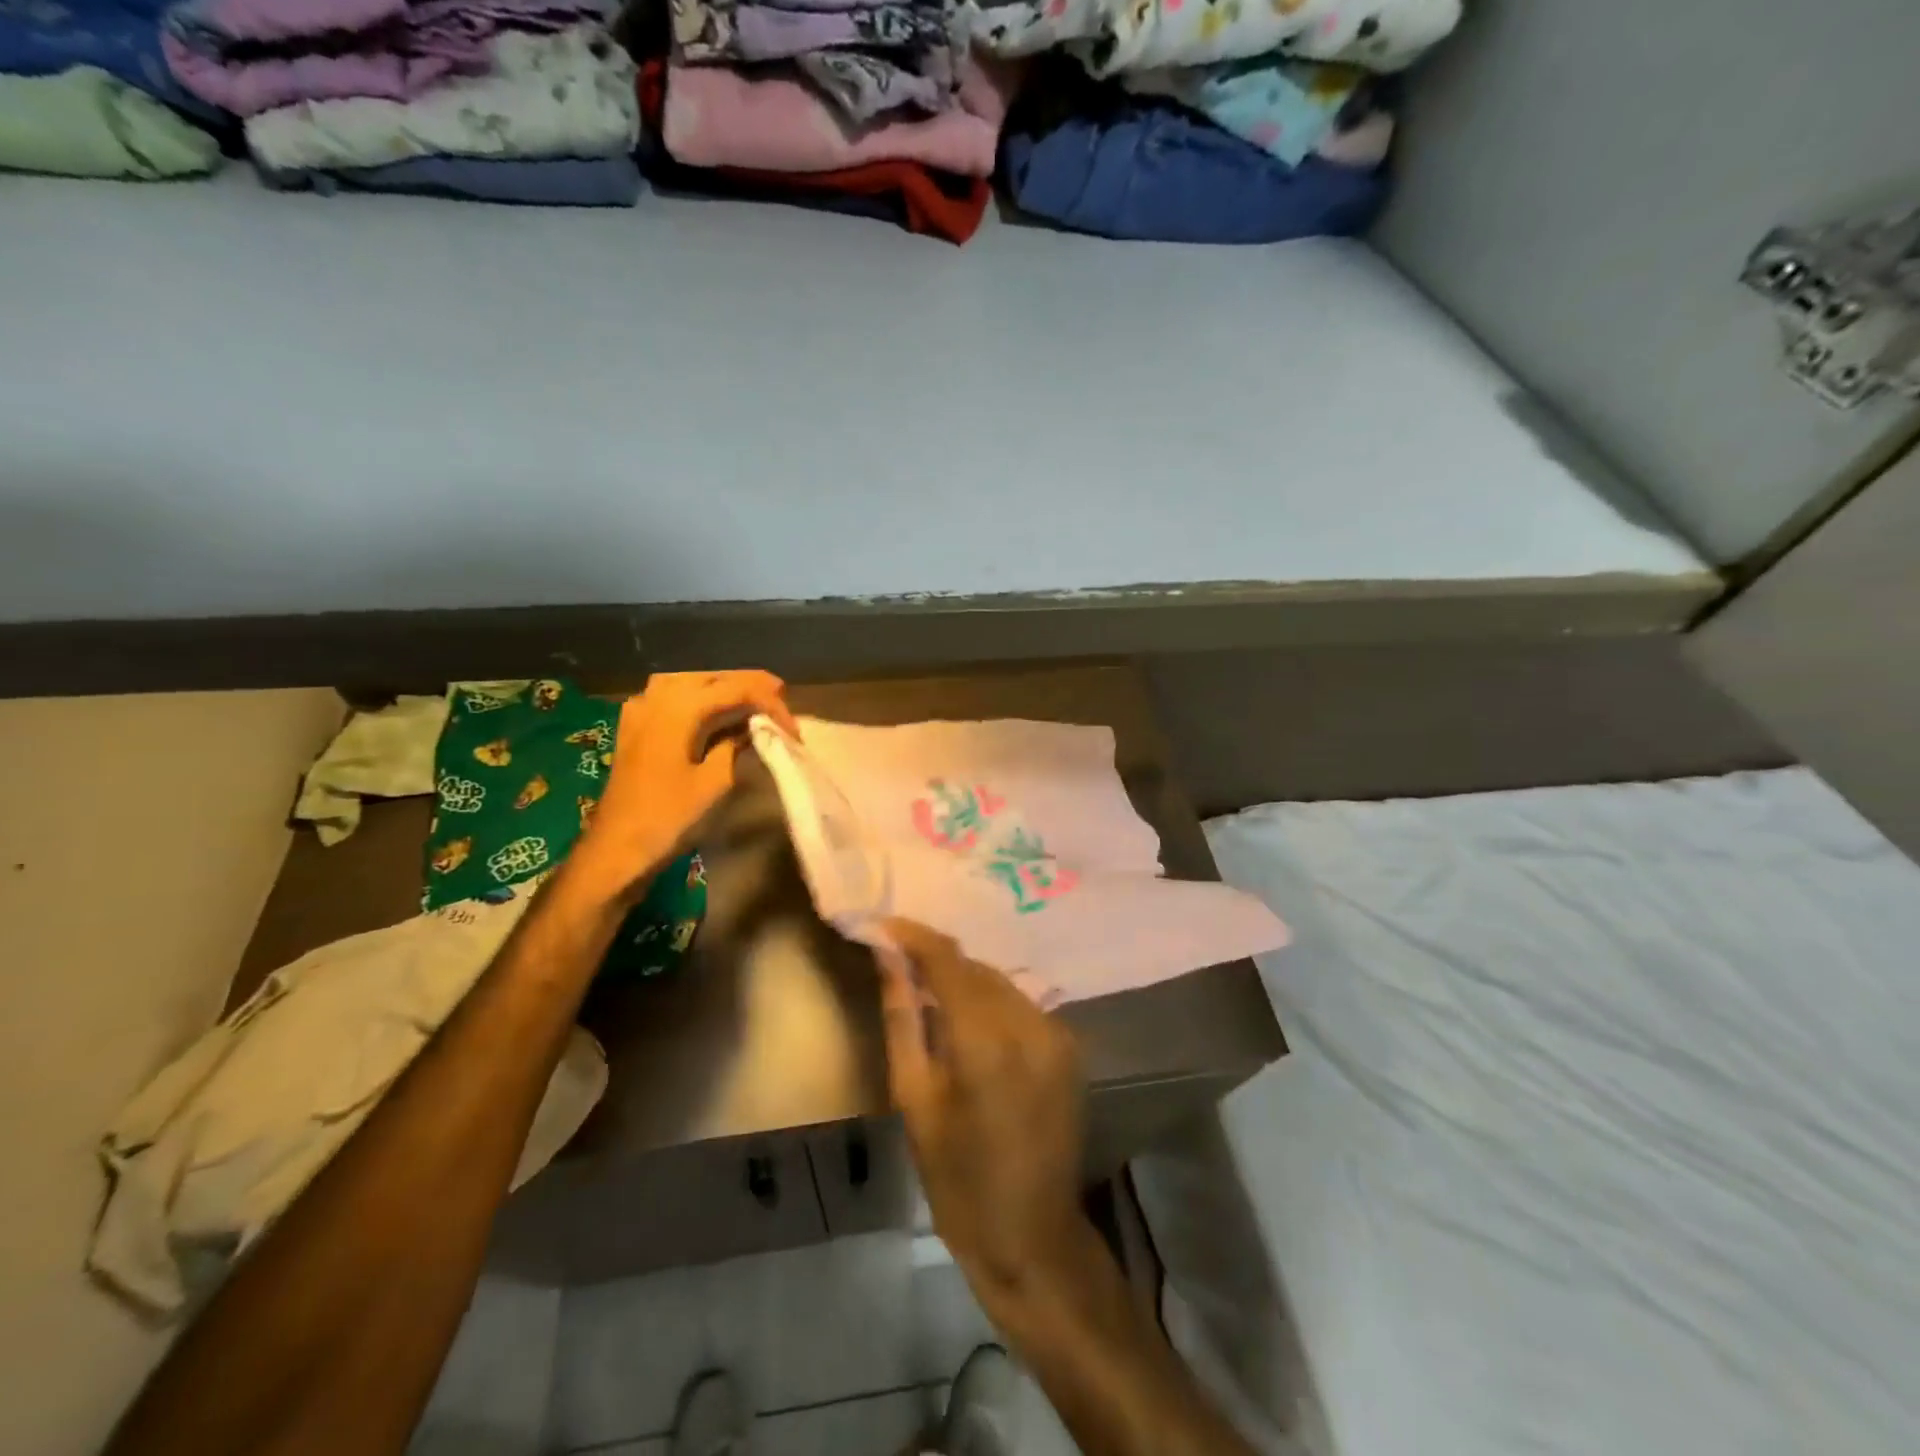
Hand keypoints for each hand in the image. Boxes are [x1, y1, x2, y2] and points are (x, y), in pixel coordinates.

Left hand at [571, 670, 795, 902]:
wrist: (616, 848)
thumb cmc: (668, 817)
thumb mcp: (715, 782)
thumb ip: (736, 745)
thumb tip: (753, 728)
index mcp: (679, 708)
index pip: (736, 689)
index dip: (770, 703)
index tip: (793, 728)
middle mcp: (657, 697)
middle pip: (712, 677)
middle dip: (748, 685)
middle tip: (781, 699)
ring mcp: (641, 709)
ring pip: (691, 682)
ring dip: (723, 688)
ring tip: (752, 699)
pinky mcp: (635, 726)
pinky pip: (672, 696)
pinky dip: (699, 697)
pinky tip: (713, 710)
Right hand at [878, 919, 1096, 1313]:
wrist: (1033, 1237)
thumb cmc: (958, 1180)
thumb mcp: (914, 1099)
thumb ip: (904, 1018)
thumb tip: (888, 959)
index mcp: (986, 1039)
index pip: (947, 960)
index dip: (913, 936)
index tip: (882, 926)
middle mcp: (1030, 1022)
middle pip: (975, 968)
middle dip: (936, 961)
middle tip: (899, 965)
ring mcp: (1057, 1032)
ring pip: (999, 983)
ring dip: (964, 982)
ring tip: (930, 999)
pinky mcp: (1070, 1046)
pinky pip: (1020, 1005)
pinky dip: (991, 1004)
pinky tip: (969, 1028)